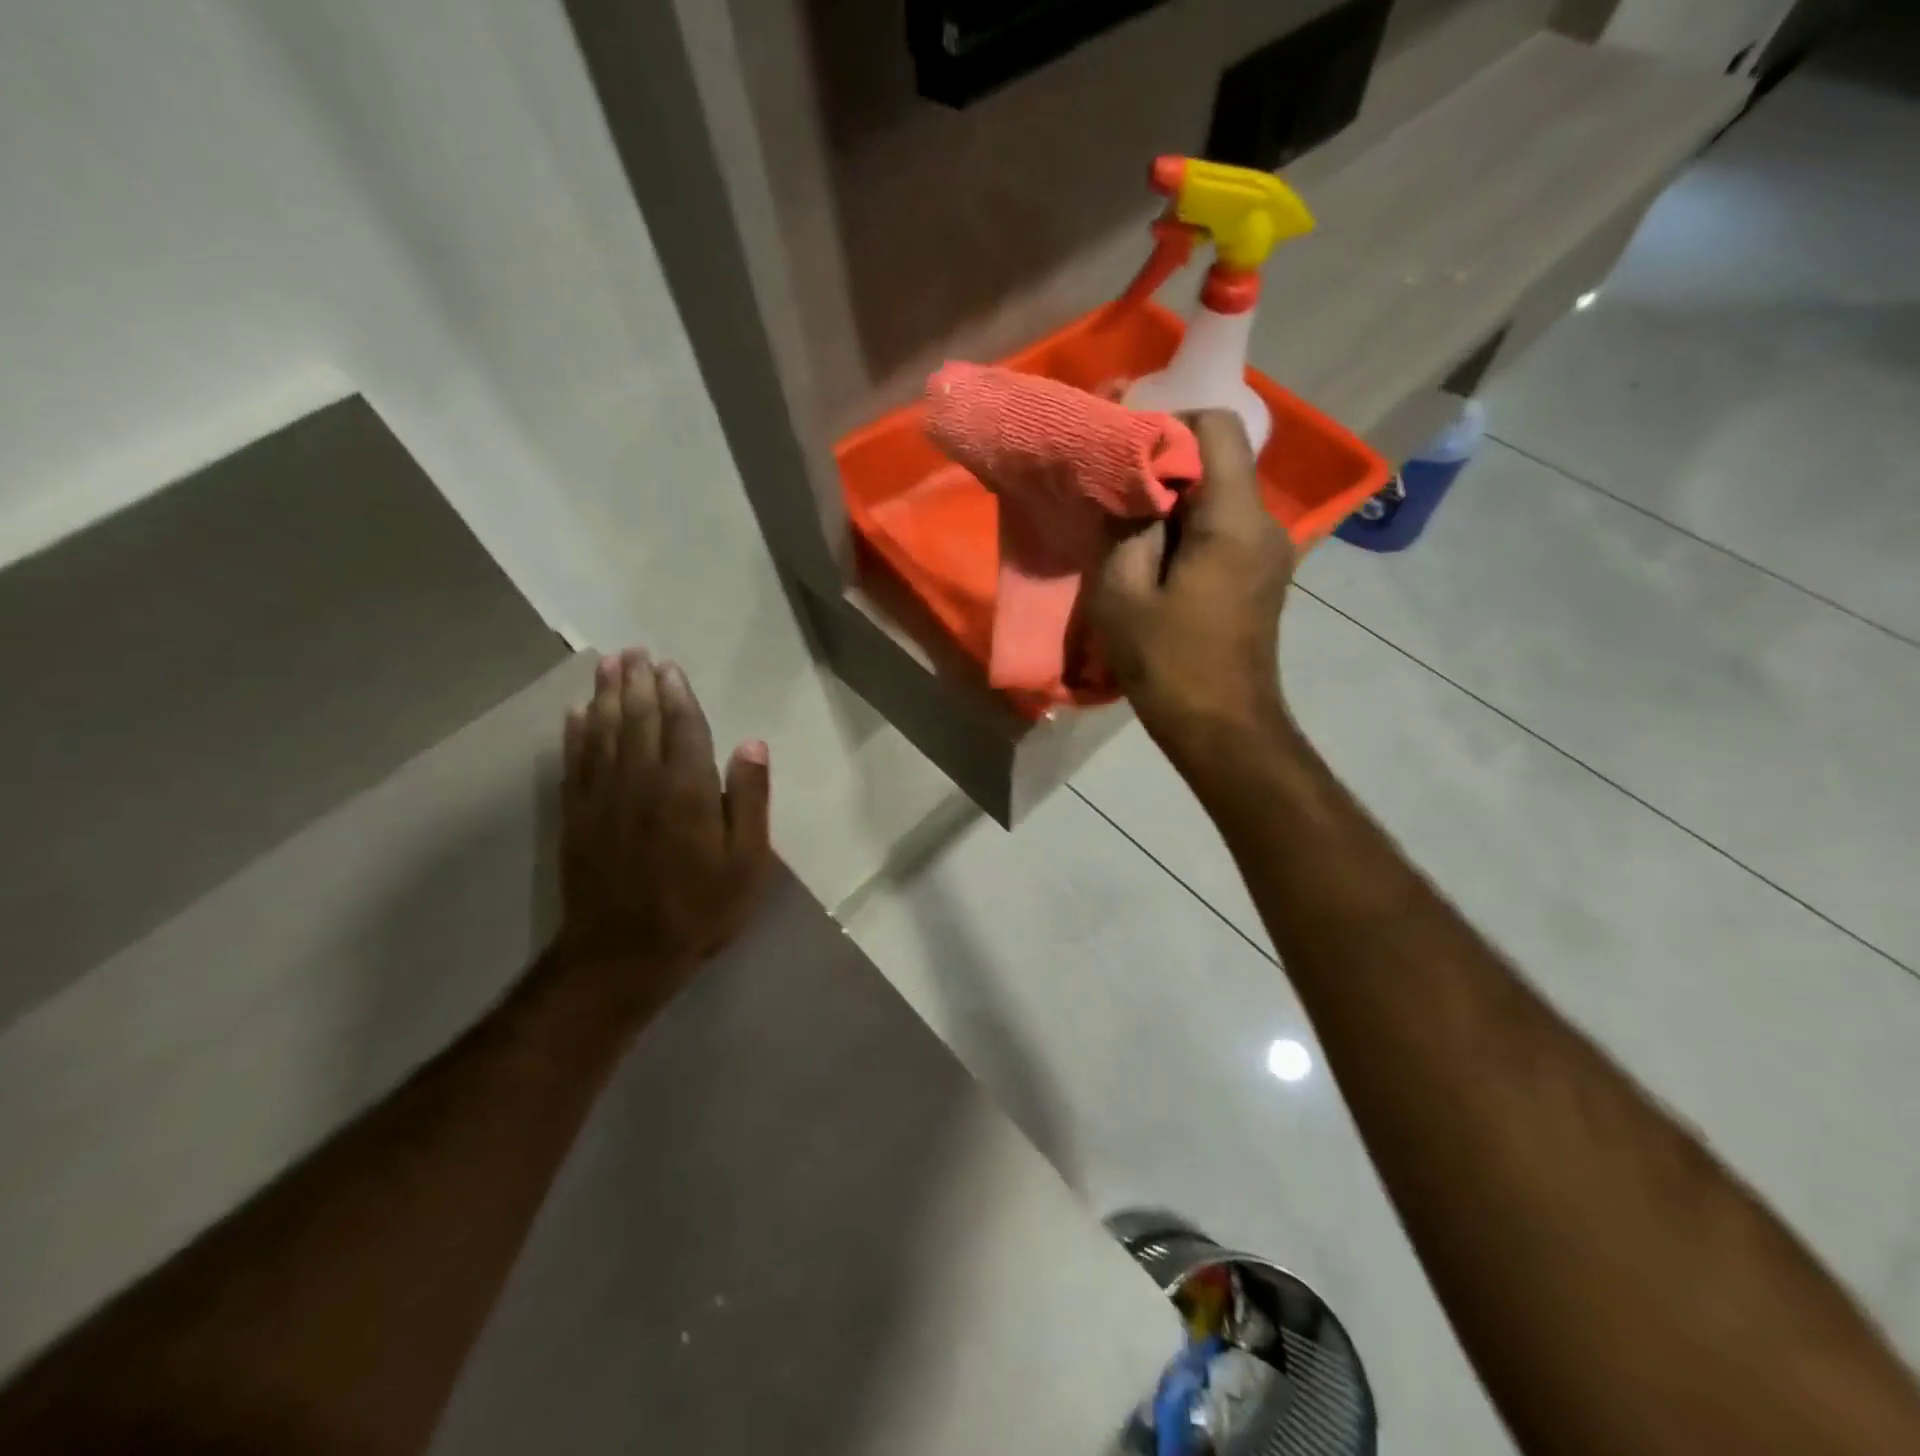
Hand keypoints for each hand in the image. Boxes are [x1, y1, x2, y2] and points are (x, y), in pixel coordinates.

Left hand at [557, 651, 772, 987]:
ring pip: (603, 732)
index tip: (670, 666)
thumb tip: (753, 744)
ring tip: (607, 665)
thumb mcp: (747, 861)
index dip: (677, 694)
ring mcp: (602, 797)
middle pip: (638, 720)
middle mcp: (640, 781)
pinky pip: (575, 762)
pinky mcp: (576, 816)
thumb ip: (749, 799)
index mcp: (686, 789)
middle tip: (634, 651)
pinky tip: (576, 714)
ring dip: (606, 696)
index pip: (682, 727)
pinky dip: (575, 733)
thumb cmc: (699, 908)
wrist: (623, 955)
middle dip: (638, 682)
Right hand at [1087, 411, 1295, 775]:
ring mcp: (1269, 550)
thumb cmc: (1169, 664)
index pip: (1217, 426)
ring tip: (1130, 525)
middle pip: (1220, 459)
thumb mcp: (1122, 595)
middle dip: (1166, 463)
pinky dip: (1190, 527)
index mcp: (1233, 519)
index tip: (1123, 448)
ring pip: (1221, 495)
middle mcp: (1264, 523)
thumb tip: (1128, 486)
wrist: (1223, 728)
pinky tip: (1156, 557)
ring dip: (1176, 499)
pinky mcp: (1262, 575)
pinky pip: (1226, 528)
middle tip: (1116, 488)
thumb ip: (1123, 528)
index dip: (1168, 422)